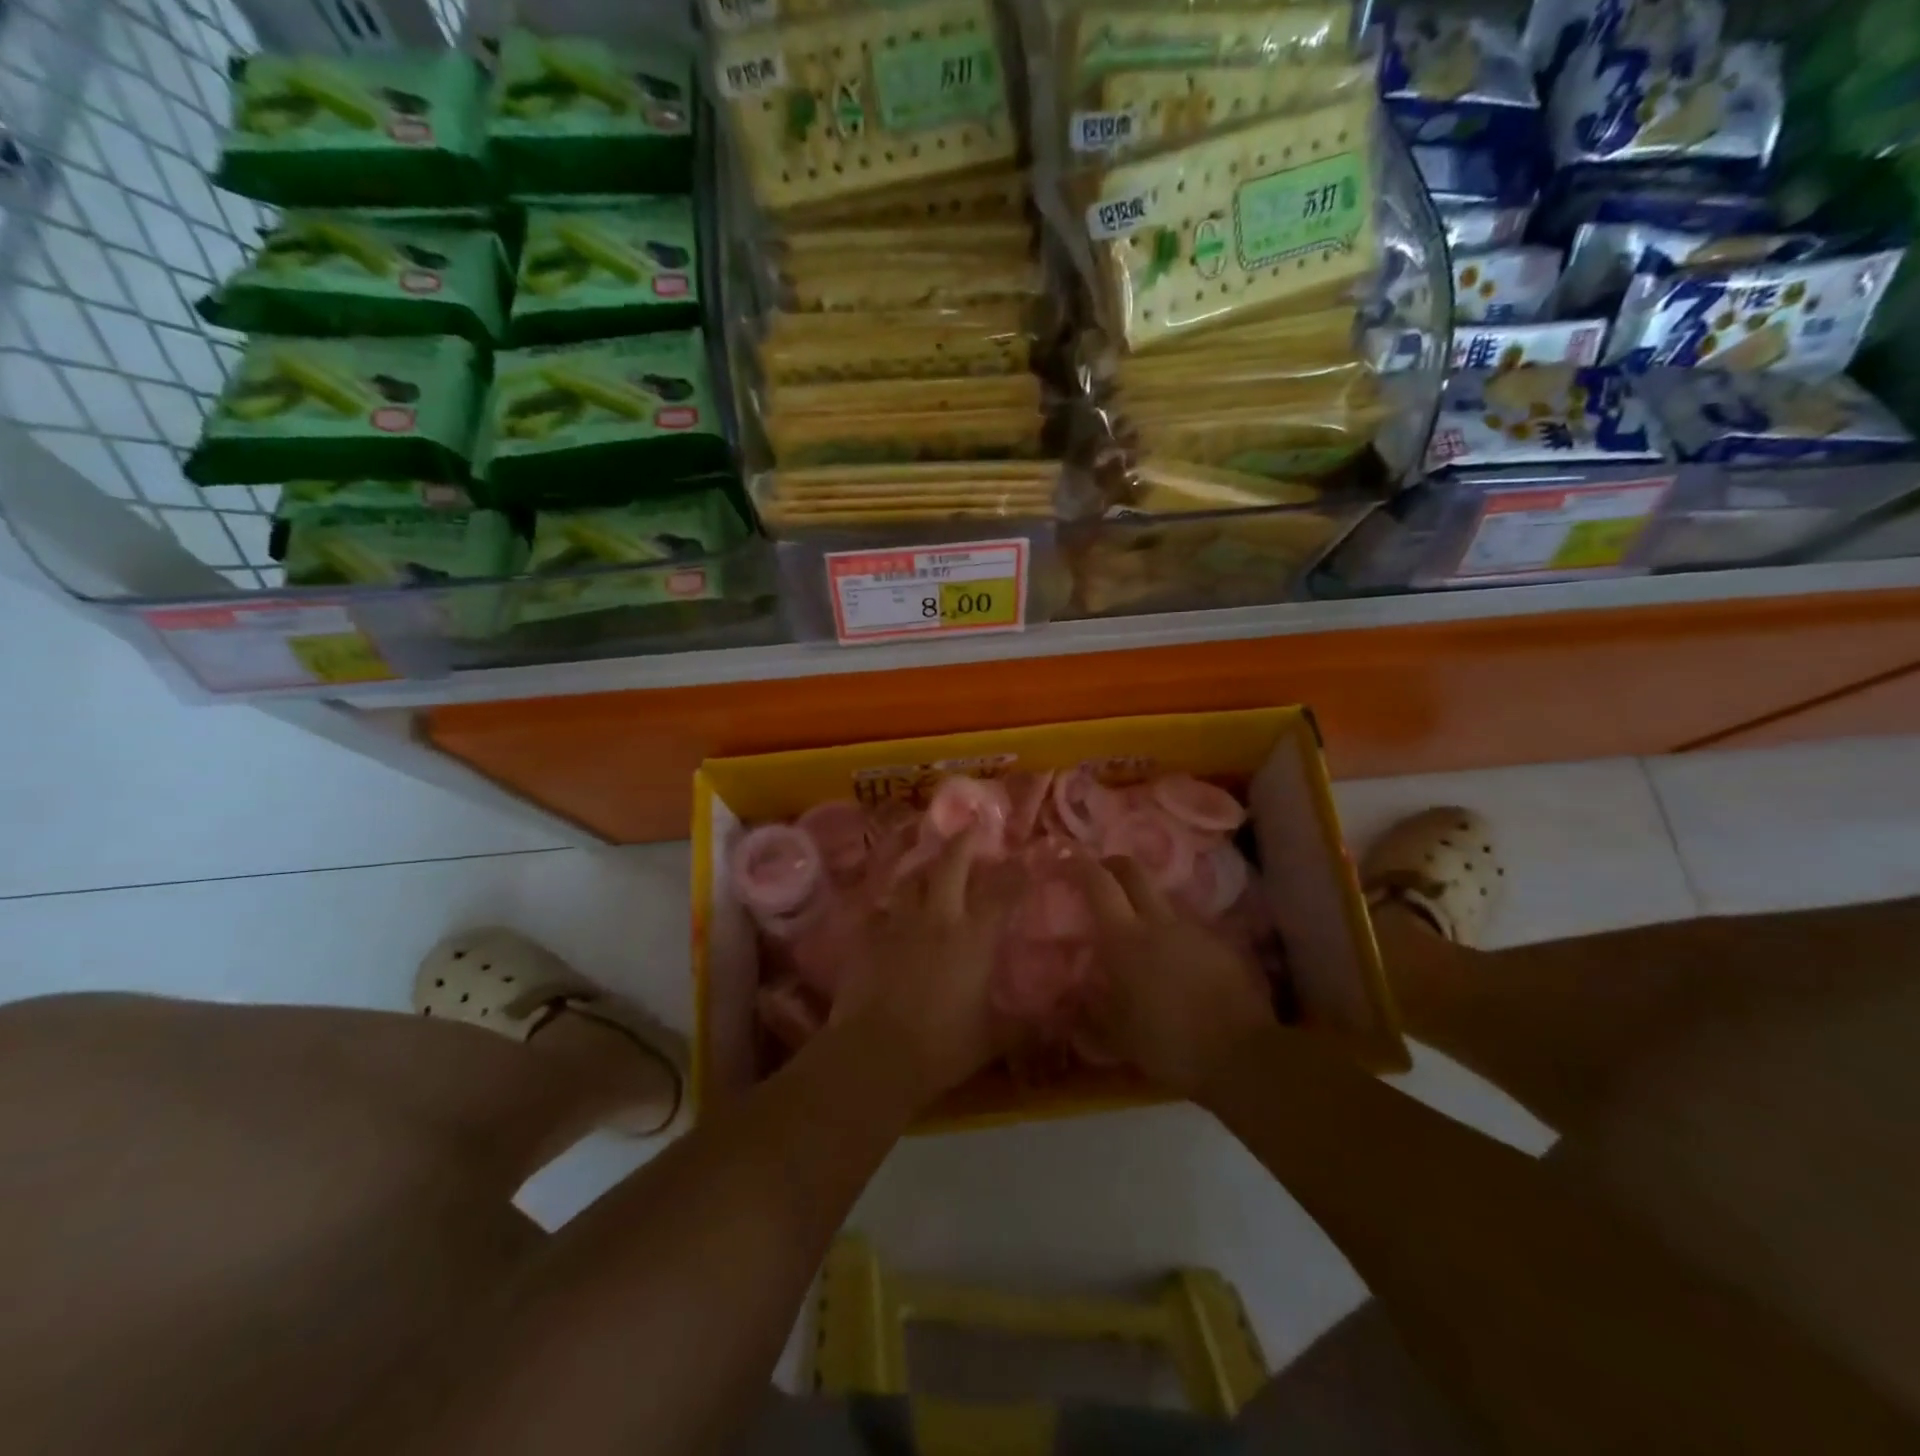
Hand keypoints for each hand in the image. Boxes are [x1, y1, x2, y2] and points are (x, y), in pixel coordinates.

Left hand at [831, 835, 1006, 1107]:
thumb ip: (1022, 1027)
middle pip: (950, 865)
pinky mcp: (866, 936)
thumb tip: (1056, 1023)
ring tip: (930, 861)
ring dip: (924, 866)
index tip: (1024, 858)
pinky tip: (890, 907)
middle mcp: (937, 919)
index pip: (1001, 893)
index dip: (1015, 872)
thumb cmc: (940, 1049)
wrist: (874, 1055)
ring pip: (911, 878)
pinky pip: (879, 908)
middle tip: (972, 826)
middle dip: (963, 842)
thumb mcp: (992, 1041)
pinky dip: (889, 903)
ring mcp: (898, 924)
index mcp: (972, 939)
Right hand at [1069, 856, 1276, 1096]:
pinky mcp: (1221, 944)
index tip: (1066, 858)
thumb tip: (1073, 997)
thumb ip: (1091, 1010)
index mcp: (1125, 938)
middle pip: (1133, 871)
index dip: (1080, 865)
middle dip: (1113, 865)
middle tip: (1100, 875)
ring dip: (1144, 902)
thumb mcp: (1118, 1035)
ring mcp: (1193, 930)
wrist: (1242, 1055)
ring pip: (1162, 899)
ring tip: (1138, 929)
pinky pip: (1187, 927)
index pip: (1099, 884)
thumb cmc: (1169, 1044)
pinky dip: (1172, 933)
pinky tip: (1174, 961)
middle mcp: (1158, 922)